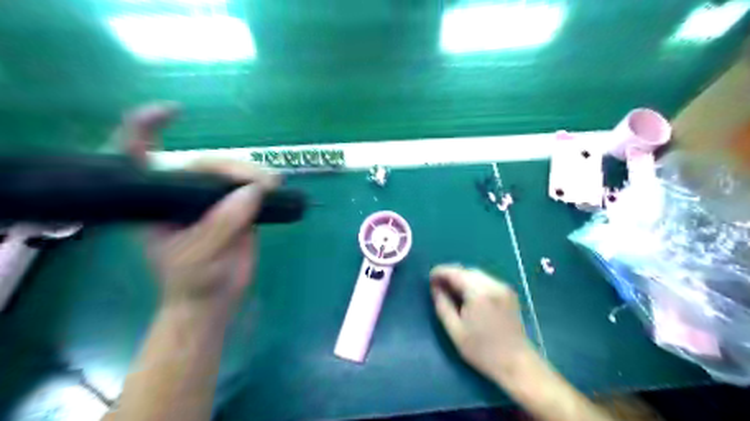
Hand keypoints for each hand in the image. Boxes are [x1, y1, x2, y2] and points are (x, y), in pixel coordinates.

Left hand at [115, 104, 279, 310]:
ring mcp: (213, 200)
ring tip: (273, 186)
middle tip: (260, 184)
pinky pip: (251, 187)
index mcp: (157, 202)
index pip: (139, 156)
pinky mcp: (238, 208)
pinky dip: (265, 184)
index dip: (146, 127)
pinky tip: (276, 186)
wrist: (215, 301)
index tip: (174, 112)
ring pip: (232, 173)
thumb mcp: (200, 256)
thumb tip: (253, 190)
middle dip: (231, 167)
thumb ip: (223, 223)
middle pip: (204, 163)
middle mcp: (183, 194)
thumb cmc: (194, 282)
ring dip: (253, 174)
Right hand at [428, 265, 532, 383]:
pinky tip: (468, 296)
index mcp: (479, 292)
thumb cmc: (482, 350)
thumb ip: (442, 305)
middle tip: (438, 287)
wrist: (516, 364)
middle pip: (466, 271)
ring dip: (462, 279)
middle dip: (451, 275)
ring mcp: (503, 287)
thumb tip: (435, 287)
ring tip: (451, 292)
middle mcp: (492, 284)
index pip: (455, 272)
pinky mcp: (509, 293)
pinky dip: (474, 283)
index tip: (429, 279)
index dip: (440, 272)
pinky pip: (486, 280)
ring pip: (476, 274)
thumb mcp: (455, 330)